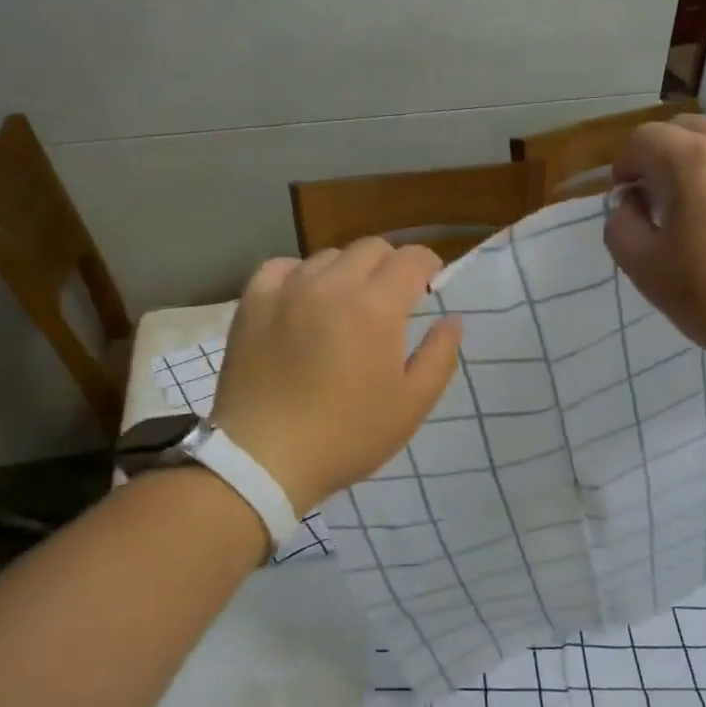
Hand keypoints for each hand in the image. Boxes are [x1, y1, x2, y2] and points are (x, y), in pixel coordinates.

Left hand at [208, 239, 462, 514]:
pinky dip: (300, 274)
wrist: (263, 459)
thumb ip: (439, 356)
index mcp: (376, 306)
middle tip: (392, 299)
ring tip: (345, 304)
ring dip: (348, 271)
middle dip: (391, 265)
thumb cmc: (346, 436)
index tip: (430, 285)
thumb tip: (452, 319)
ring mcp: (288, 289)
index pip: (411, 259)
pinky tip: (302, 298)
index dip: (428, 266)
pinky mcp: (253, 303)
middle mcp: (332, 284)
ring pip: (328, 256)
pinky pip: (281, 267)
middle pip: (371, 248)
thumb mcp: (411, 405)